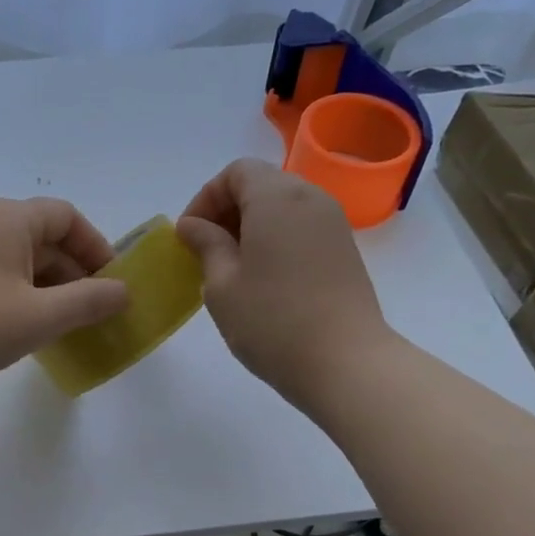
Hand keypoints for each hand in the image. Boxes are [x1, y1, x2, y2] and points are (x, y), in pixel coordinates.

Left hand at [0, 196, 129, 402]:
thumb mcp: (38, 317)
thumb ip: (88, 302)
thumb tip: (123, 291)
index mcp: (9, 219)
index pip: (68, 218)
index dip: (97, 248)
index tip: (114, 286)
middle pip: (45, 238)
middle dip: (75, 274)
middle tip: (94, 314)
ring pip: (21, 262)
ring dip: (49, 290)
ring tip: (65, 328)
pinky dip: (21, 298)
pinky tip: (25, 331)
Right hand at [177, 159, 395, 414]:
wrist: (345, 362)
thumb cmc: (272, 321)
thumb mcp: (222, 284)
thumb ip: (206, 245)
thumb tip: (193, 225)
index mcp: (277, 197)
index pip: (236, 172)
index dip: (206, 198)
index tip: (189, 236)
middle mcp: (310, 198)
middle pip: (261, 184)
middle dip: (227, 210)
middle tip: (205, 252)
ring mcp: (333, 224)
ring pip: (282, 207)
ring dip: (250, 227)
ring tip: (230, 268)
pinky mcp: (344, 250)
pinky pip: (301, 228)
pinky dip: (275, 239)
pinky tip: (261, 279)